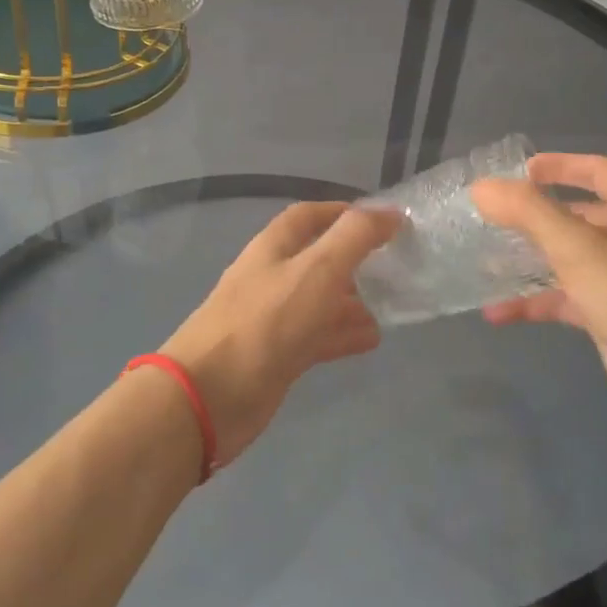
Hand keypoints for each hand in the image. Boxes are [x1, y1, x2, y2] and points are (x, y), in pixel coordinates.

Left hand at [159, 202, 402, 464]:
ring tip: (391, 304)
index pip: (309, 216)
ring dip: (352, 300)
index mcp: (274, 247)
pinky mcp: (277, 355)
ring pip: (319, 300)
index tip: (383, 220)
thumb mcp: (317, 269)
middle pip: (317, 259)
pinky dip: (343, 334)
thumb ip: (355, 237)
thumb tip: (390, 212)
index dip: (343, 212)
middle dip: (354, 259)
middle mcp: (272, 277)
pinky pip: (316, 336)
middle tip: (394, 266)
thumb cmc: (266, 321)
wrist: (212, 394)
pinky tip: (371, 339)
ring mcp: (273, 318)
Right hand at [471, 154, 606, 452]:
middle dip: (536, 216)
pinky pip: (568, 302)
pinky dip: (536, 303)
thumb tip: (481, 187)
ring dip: (530, 260)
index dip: (560, 165)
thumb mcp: (580, 249)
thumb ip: (529, 213)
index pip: (597, 171)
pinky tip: (498, 314)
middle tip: (492, 218)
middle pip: (580, 216)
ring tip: (484, 262)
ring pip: (570, 261)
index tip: (519, 170)